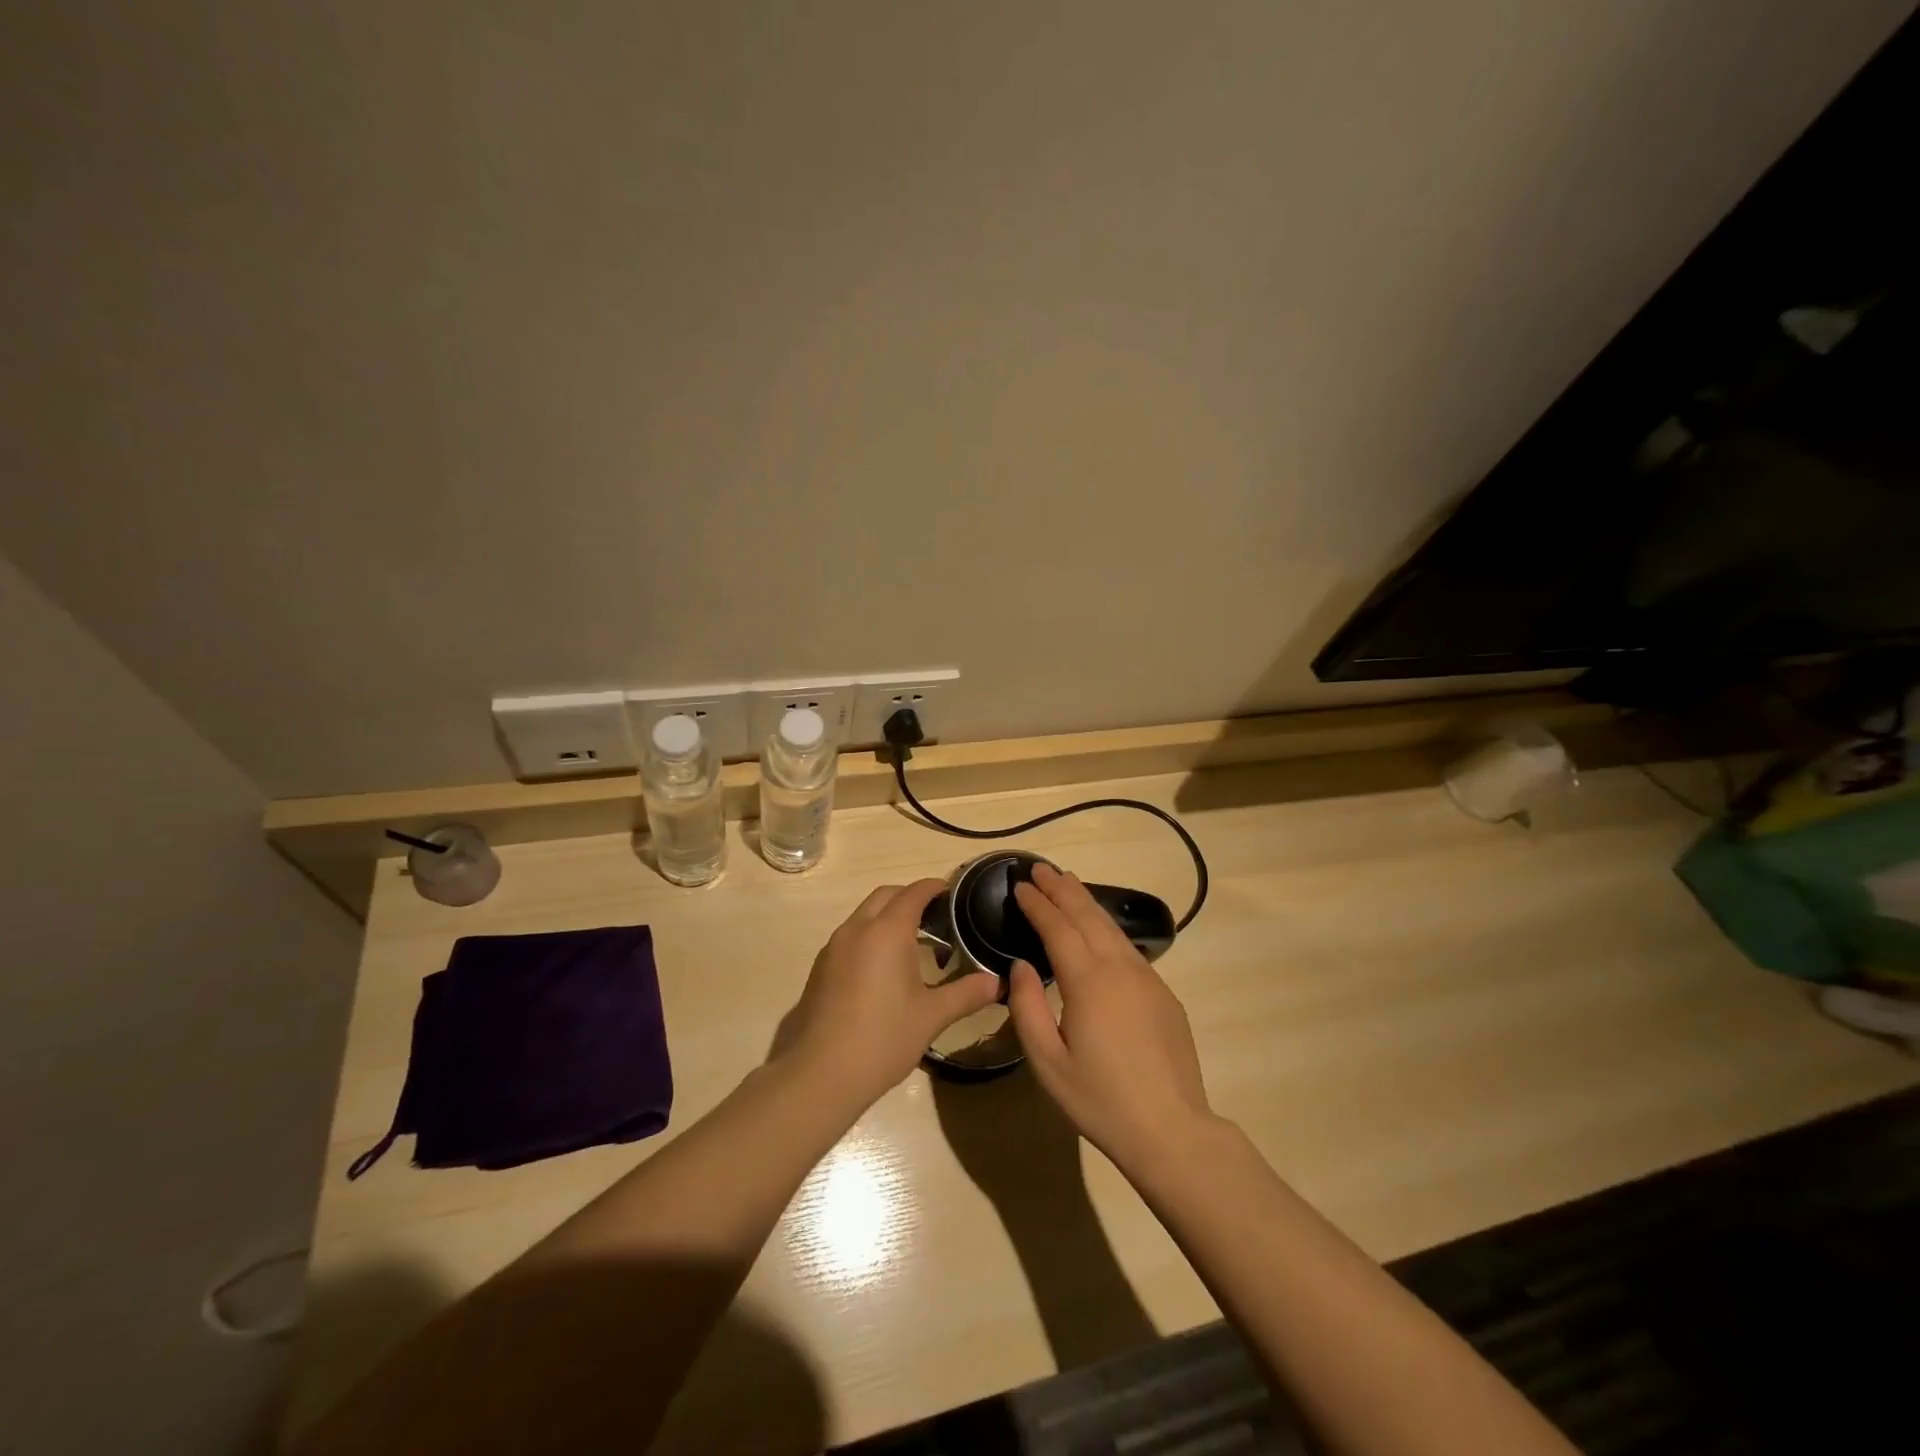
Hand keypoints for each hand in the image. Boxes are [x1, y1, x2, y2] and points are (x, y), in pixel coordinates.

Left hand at [774, 879, 1000, 1111]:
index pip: (914, 893)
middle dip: (910, 897)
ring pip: (864, 914)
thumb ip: (966, 993)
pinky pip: (850, 936)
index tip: (952, 893)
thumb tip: (998, 982)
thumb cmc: (883, 1038)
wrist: (820, 1074)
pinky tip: (882, 969)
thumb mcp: (932, 1016)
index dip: (934, 887)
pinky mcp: (820, 968)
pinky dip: (869, 935)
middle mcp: (857, 929)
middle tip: (936, 916)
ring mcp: (833, 948)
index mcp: (887, 931)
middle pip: (885, 896)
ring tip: (912, 943)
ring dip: (887, 916)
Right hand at [1007, 863, 1216, 1175]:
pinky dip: (1106, 926)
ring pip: (1111, 927)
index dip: (1037, 904)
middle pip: (1087, 915)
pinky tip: (1099, 928)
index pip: (1057, 928)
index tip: (1020, 885)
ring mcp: (1147, 978)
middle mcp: (1119, 968)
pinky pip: (1128, 947)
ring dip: (1086, 901)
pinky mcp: (1163, 993)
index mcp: (1088, 981)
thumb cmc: (1100, 1100)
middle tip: (1040, 868)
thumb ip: (1028, 1008)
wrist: (1171, 1129)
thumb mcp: (1048, 1063)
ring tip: (1067, 882)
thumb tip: (1020, 966)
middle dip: (1061, 888)